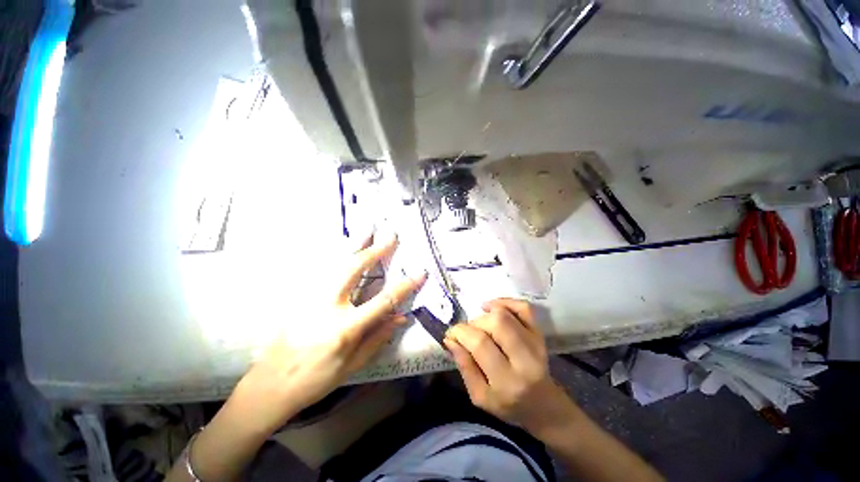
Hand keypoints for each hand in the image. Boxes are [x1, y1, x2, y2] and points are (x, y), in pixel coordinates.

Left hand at [232, 234, 426, 432]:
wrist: (268, 386)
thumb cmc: (315, 381)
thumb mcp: (352, 365)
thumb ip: (377, 338)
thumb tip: (400, 316)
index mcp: (345, 328)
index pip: (383, 301)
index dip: (404, 286)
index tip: (420, 273)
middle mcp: (328, 307)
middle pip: (355, 269)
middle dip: (375, 251)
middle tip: (389, 236)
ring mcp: (309, 298)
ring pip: (335, 263)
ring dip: (354, 244)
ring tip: (367, 229)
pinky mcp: (298, 296)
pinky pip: (320, 269)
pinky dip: (335, 254)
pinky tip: (342, 245)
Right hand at [444, 299, 574, 437]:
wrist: (543, 406)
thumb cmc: (509, 405)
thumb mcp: (480, 396)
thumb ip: (464, 366)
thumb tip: (450, 339)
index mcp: (507, 381)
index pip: (480, 343)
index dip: (460, 332)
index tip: (451, 334)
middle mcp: (525, 359)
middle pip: (495, 322)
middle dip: (474, 323)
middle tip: (468, 333)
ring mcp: (536, 343)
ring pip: (506, 313)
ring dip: (485, 315)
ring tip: (480, 326)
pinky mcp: (540, 333)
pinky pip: (523, 307)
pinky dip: (505, 302)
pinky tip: (491, 307)